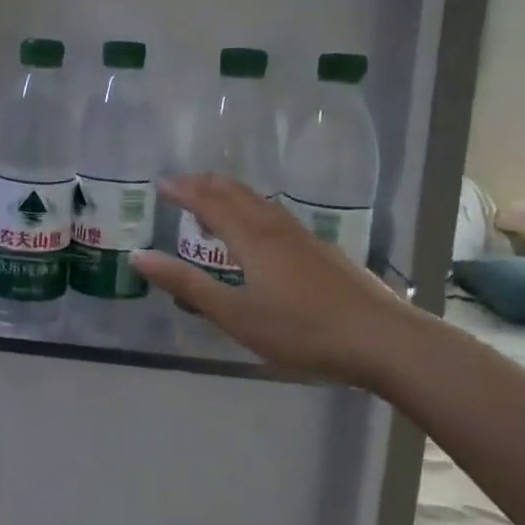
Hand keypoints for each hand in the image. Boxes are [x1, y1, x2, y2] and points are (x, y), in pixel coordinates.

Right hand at [131, 175, 424, 389]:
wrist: (384, 340)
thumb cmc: (302, 330)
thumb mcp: (235, 315)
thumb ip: (187, 285)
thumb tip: (140, 257)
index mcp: (252, 238)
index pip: (210, 202)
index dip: (183, 191)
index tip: (161, 184)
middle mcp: (276, 228)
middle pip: (237, 193)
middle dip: (206, 185)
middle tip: (182, 186)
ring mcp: (305, 238)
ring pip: (260, 203)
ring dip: (231, 196)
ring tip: (214, 205)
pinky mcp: (324, 253)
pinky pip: (277, 218)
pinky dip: (254, 212)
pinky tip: (261, 234)